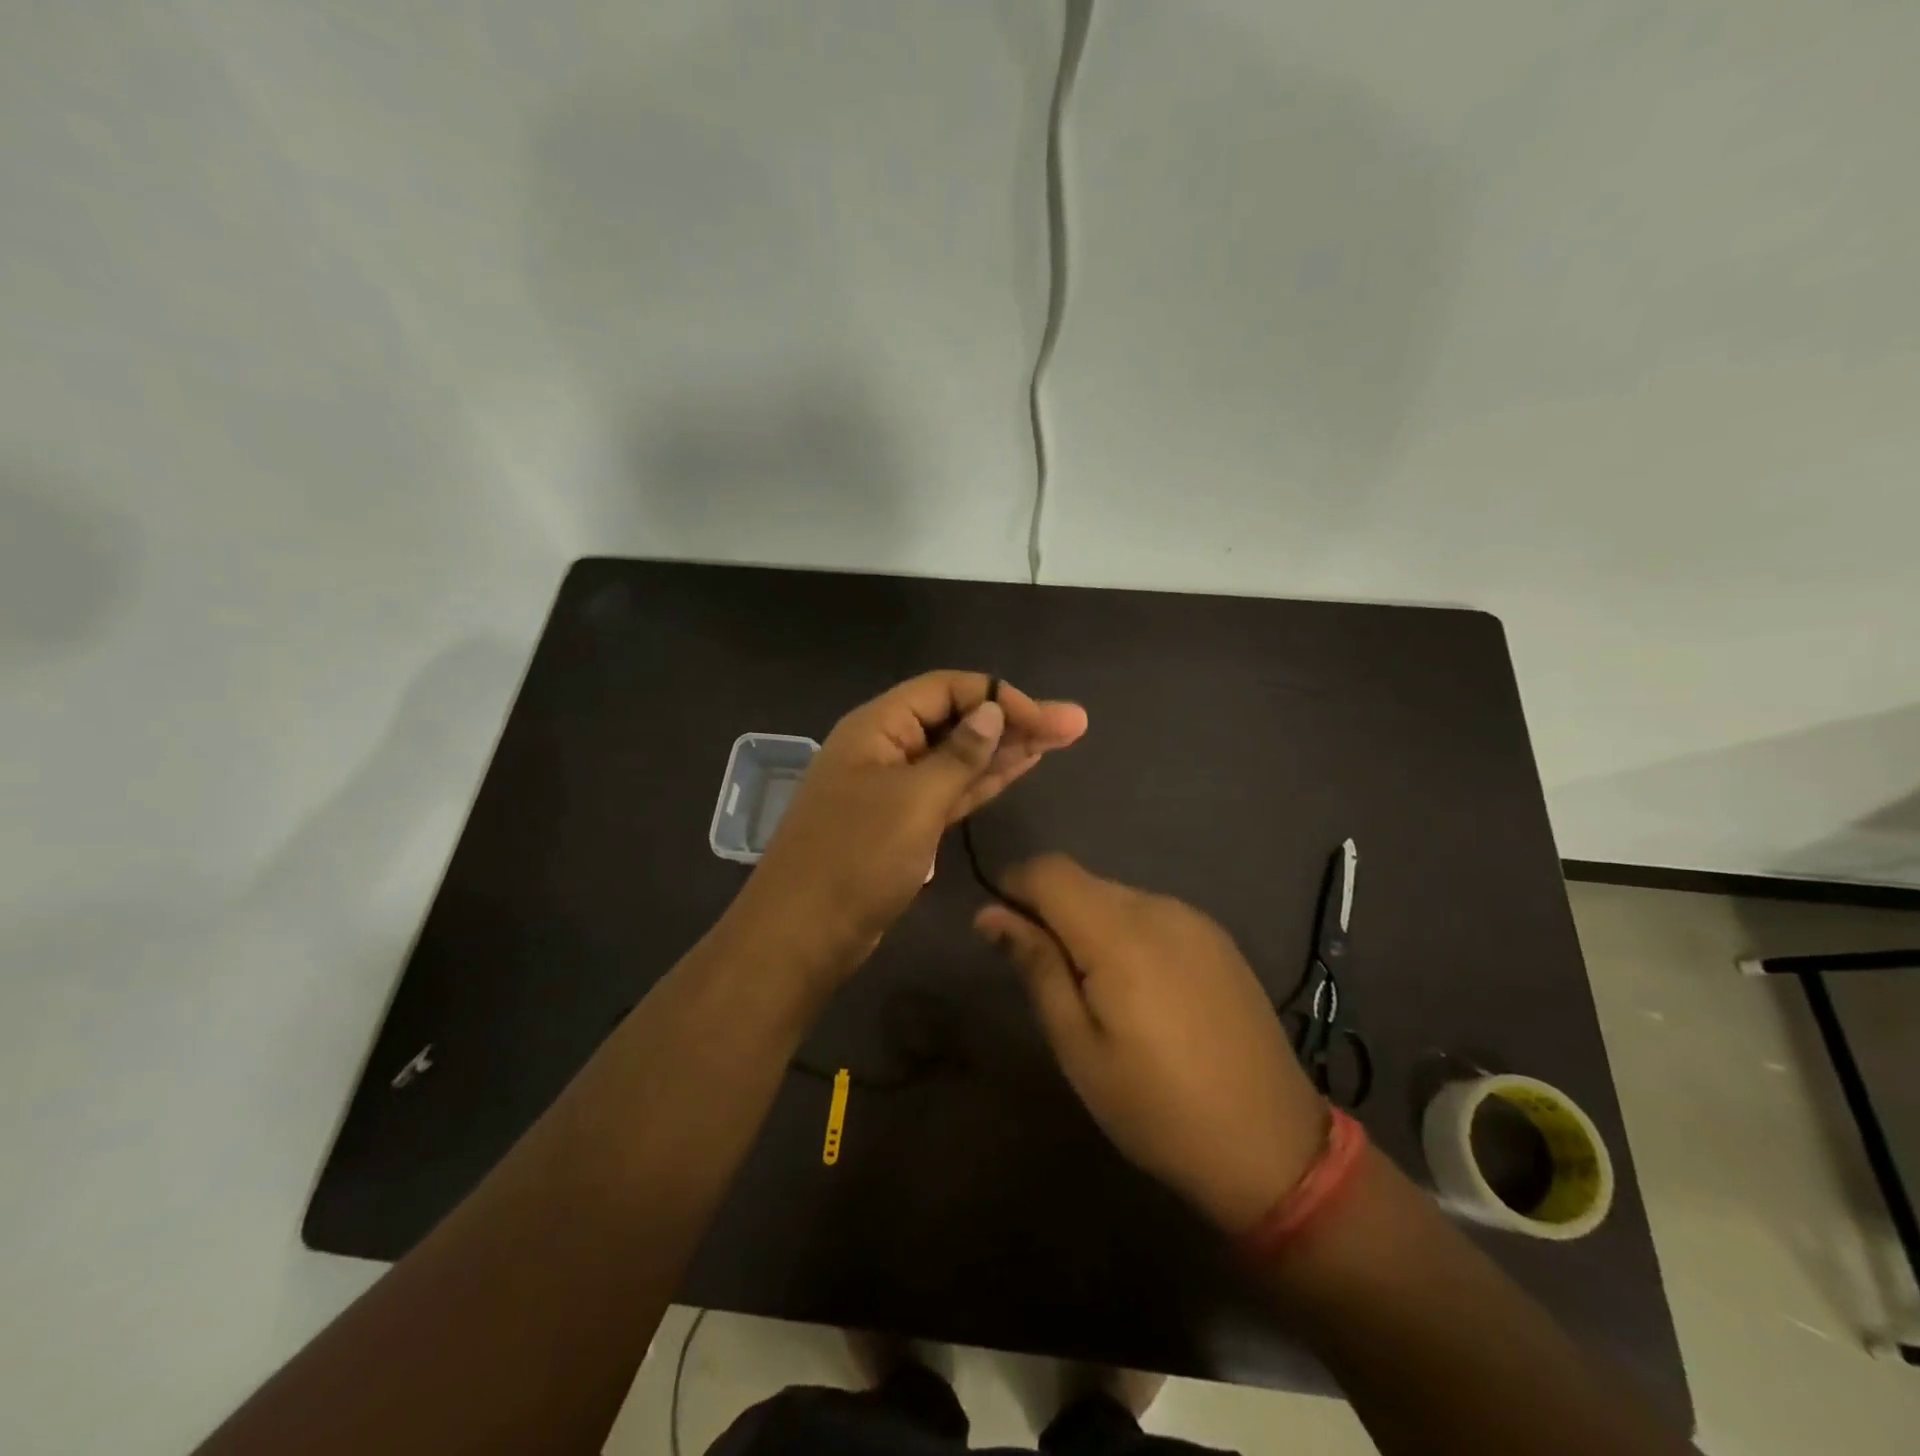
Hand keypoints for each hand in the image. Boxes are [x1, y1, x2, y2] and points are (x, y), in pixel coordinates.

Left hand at [735, 671, 1086, 979]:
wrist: (804, 934)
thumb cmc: (855, 859)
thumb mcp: (913, 801)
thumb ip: (958, 755)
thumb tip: (990, 712)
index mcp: (878, 727)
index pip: (946, 689)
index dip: (997, 696)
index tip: (1045, 718)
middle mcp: (887, 748)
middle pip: (957, 720)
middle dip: (1013, 720)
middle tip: (1074, 724)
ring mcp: (895, 787)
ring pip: (958, 757)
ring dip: (1006, 749)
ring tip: (1061, 739)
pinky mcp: (904, 822)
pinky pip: (951, 789)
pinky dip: (984, 779)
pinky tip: (1020, 766)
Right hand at [975, 855, 1326, 1234]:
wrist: (1272, 1145)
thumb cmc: (1157, 1108)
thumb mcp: (1079, 1048)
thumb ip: (1037, 968)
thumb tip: (990, 914)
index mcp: (1120, 933)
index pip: (1050, 870)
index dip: (1015, 884)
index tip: (999, 926)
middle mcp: (1159, 908)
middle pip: (1083, 881)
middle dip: (1050, 910)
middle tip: (1046, 975)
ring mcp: (1196, 920)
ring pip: (1117, 895)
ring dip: (1089, 923)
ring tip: (1095, 990)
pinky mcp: (1218, 938)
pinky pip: (1153, 913)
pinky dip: (1126, 932)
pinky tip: (1140, 989)